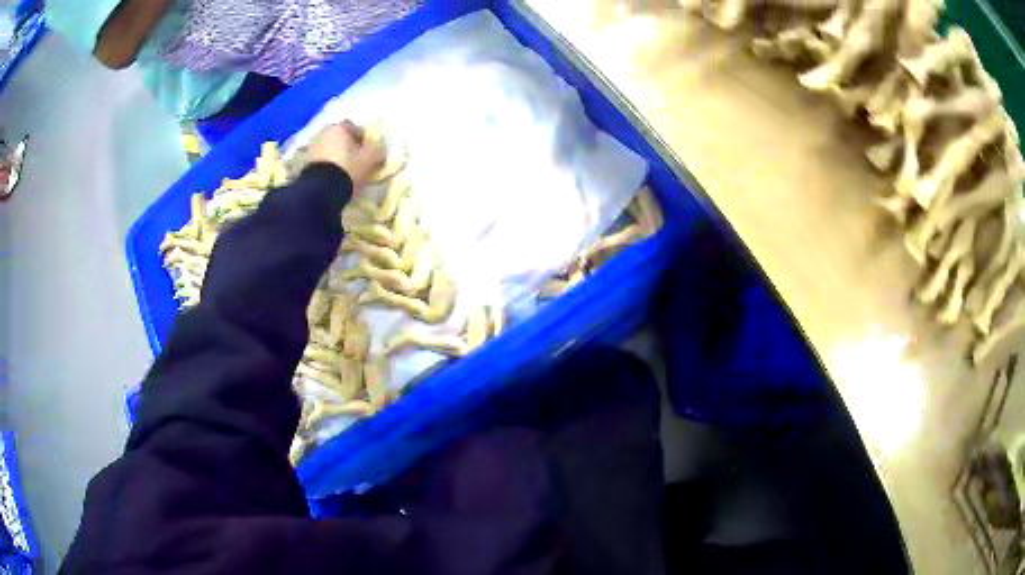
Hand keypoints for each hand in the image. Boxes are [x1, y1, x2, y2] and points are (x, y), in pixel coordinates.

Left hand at [308, 121, 385, 192]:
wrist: (320, 190)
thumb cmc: (347, 169)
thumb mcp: (369, 159)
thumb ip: (376, 150)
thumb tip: (379, 149)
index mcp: (340, 127)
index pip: (355, 127)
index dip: (362, 138)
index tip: (366, 151)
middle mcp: (324, 132)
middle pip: (340, 136)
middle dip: (347, 145)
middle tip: (355, 159)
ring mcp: (313, 146)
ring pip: (330, 147)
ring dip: (336, 154)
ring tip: (343, 169)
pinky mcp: (306, 161)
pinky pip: (321, 159)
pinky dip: (328, 163)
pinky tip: (333, 175)